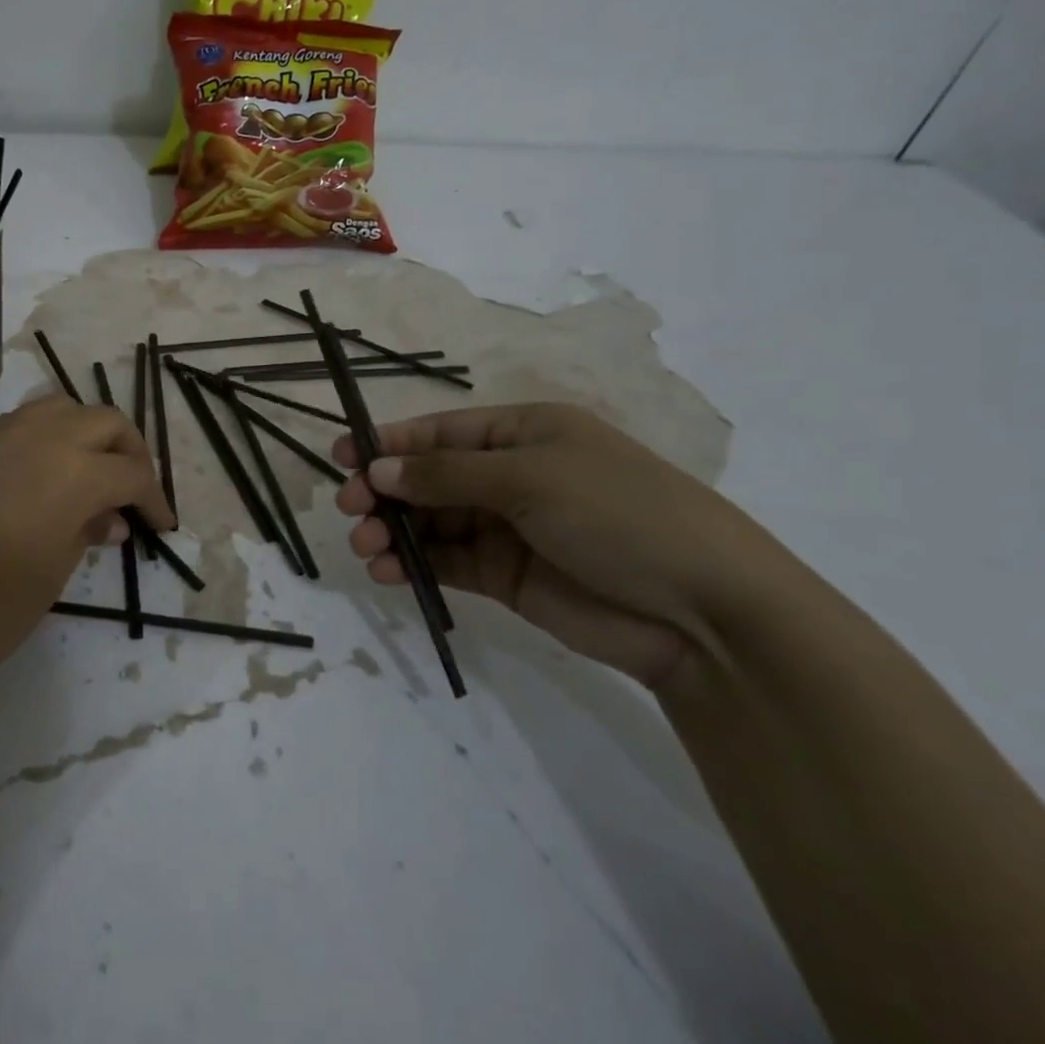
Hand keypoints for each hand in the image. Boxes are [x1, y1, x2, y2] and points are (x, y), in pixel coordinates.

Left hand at [0, 396, 174, 716]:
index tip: (161, 525)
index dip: (154, 498)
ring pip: (58, 409)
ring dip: (85, 435)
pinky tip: (34, 482)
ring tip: (87, 477)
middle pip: (103, 420)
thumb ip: (85, 534)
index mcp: (71, 470)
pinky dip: (42, 441)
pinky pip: (16, 425)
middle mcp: (36, 436)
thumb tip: (107, 518)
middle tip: (132, 492)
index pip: (131, 470)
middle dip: (128, 451)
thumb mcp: (49, 578)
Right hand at [334, 403, 793, 687]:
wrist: (703, 612)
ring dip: (394, 531)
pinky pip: (447, 562)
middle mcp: (511, 475)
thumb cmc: (617, 513)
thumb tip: (377, 470)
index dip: (390, 442)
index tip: (342, 457)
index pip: (442, 432)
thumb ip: (446, 475)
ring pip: (432, 522)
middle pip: (429, 477)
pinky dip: (414, 566)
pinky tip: (388, 572)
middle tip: (348, 509)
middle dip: (385, 491)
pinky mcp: (506, 576)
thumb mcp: (530, 479)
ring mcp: (508, 528)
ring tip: (365, 546)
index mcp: (524, 433)